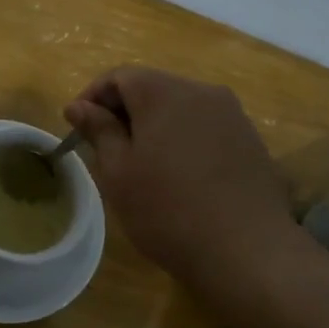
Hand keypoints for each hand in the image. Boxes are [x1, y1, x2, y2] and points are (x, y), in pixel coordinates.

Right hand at [65, 67, 296, 283]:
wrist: (246, 251)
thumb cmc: (167, 210)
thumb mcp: (118, 172)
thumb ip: (98, 130)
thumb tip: (78, 105)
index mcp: (163, 92)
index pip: (119, 76)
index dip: (92, 97)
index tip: (78, 128)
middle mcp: (201, 91)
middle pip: (152, 88)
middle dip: (124, 112)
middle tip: (106, 150)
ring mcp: (232, 114)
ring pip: (180, 108)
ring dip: (155, 127)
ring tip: (142, 166)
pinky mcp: (250, 139)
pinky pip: (206, 127)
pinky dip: (183, 140)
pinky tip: (180, 176)